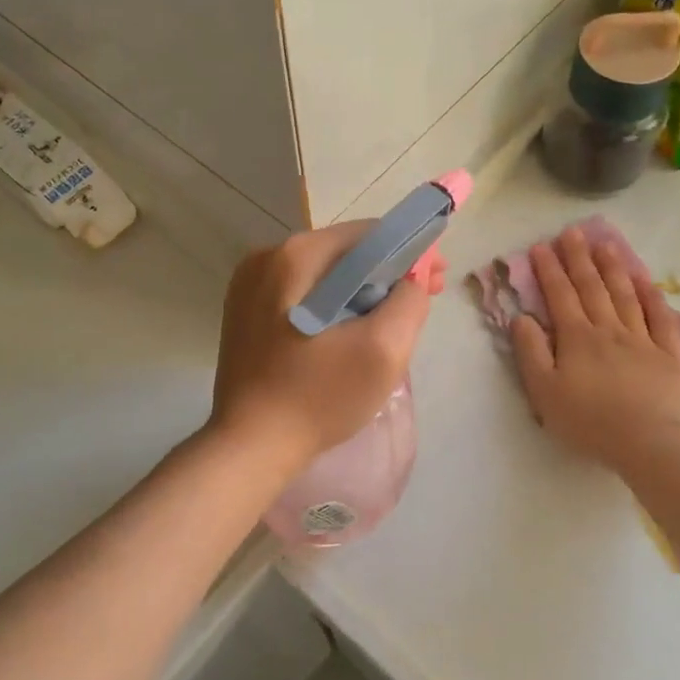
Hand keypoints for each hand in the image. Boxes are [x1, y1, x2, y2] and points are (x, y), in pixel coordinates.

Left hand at [210, 221, 443, 468]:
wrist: (250, 446)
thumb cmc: (318, 397)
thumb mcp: (383, 350)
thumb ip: (409, 301)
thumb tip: (411, 278)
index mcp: (296, 255)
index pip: (370, 234)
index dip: (411, 253)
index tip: (435, 283)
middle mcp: (267, 257)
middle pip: (345, 252)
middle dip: (386, 274)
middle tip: (418, 304)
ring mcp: (249, 284)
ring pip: (324, 274)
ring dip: (359, 291)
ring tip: (386, 324)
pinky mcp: (244, 311)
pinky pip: (301, 294)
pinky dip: (330, 305)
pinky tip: (346, 335)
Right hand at [511, 226, 679, 472]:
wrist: (650, 443)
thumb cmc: (590, 422)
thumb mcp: (545, 392)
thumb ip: (531, 352)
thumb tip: (521, 318)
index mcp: (577, 338)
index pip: (560, 295)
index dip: (549, 269)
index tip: (541, 246)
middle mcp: (609, 329)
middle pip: (592, 287)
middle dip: (579, 258)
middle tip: (572, 232)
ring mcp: (642, 339)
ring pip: (625, 295)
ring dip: (613, 268)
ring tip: (604, 245)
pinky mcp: (669, 354)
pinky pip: (660, 318)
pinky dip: (652, 296)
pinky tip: (645, 281)